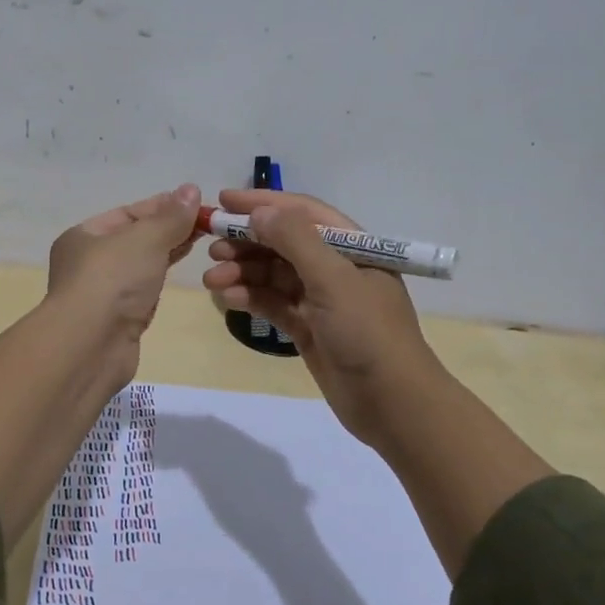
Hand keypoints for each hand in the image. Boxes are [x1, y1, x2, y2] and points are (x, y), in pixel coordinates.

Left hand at [46, 183, 202, 380]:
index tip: (196, 202)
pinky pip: (143, 290)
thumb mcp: (145, 238)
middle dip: (168, 228)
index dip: (162, 205)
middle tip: (206, 221)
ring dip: (167, 252)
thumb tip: (191, 189)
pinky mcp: (118, 320)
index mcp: (84, 236)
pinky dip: (160, 277)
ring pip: (140, 265)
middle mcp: (88, 262)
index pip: (128, 213)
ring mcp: (102, 293)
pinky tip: (179, 271)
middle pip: (134, 238)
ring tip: (201, 240)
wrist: (90, 346)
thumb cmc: (112, 280)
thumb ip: (171, 216)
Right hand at [201, 188, 449, 444]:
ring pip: (274, 274)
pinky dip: (251, 298)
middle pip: (283, 243)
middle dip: (246, 241)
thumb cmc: (368, 333)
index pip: (302, 212)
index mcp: (352, 246)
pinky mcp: (308, 328)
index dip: (263, 203)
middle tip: (211, 246)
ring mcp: (321, 300)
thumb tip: (259, 212)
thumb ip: (295, 241)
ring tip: (211, 279)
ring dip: (243, 272)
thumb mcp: (333, 279)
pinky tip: (228, 298)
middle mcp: (335, 267)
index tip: (222, 200)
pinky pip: (273, 303)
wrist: (393, 404)